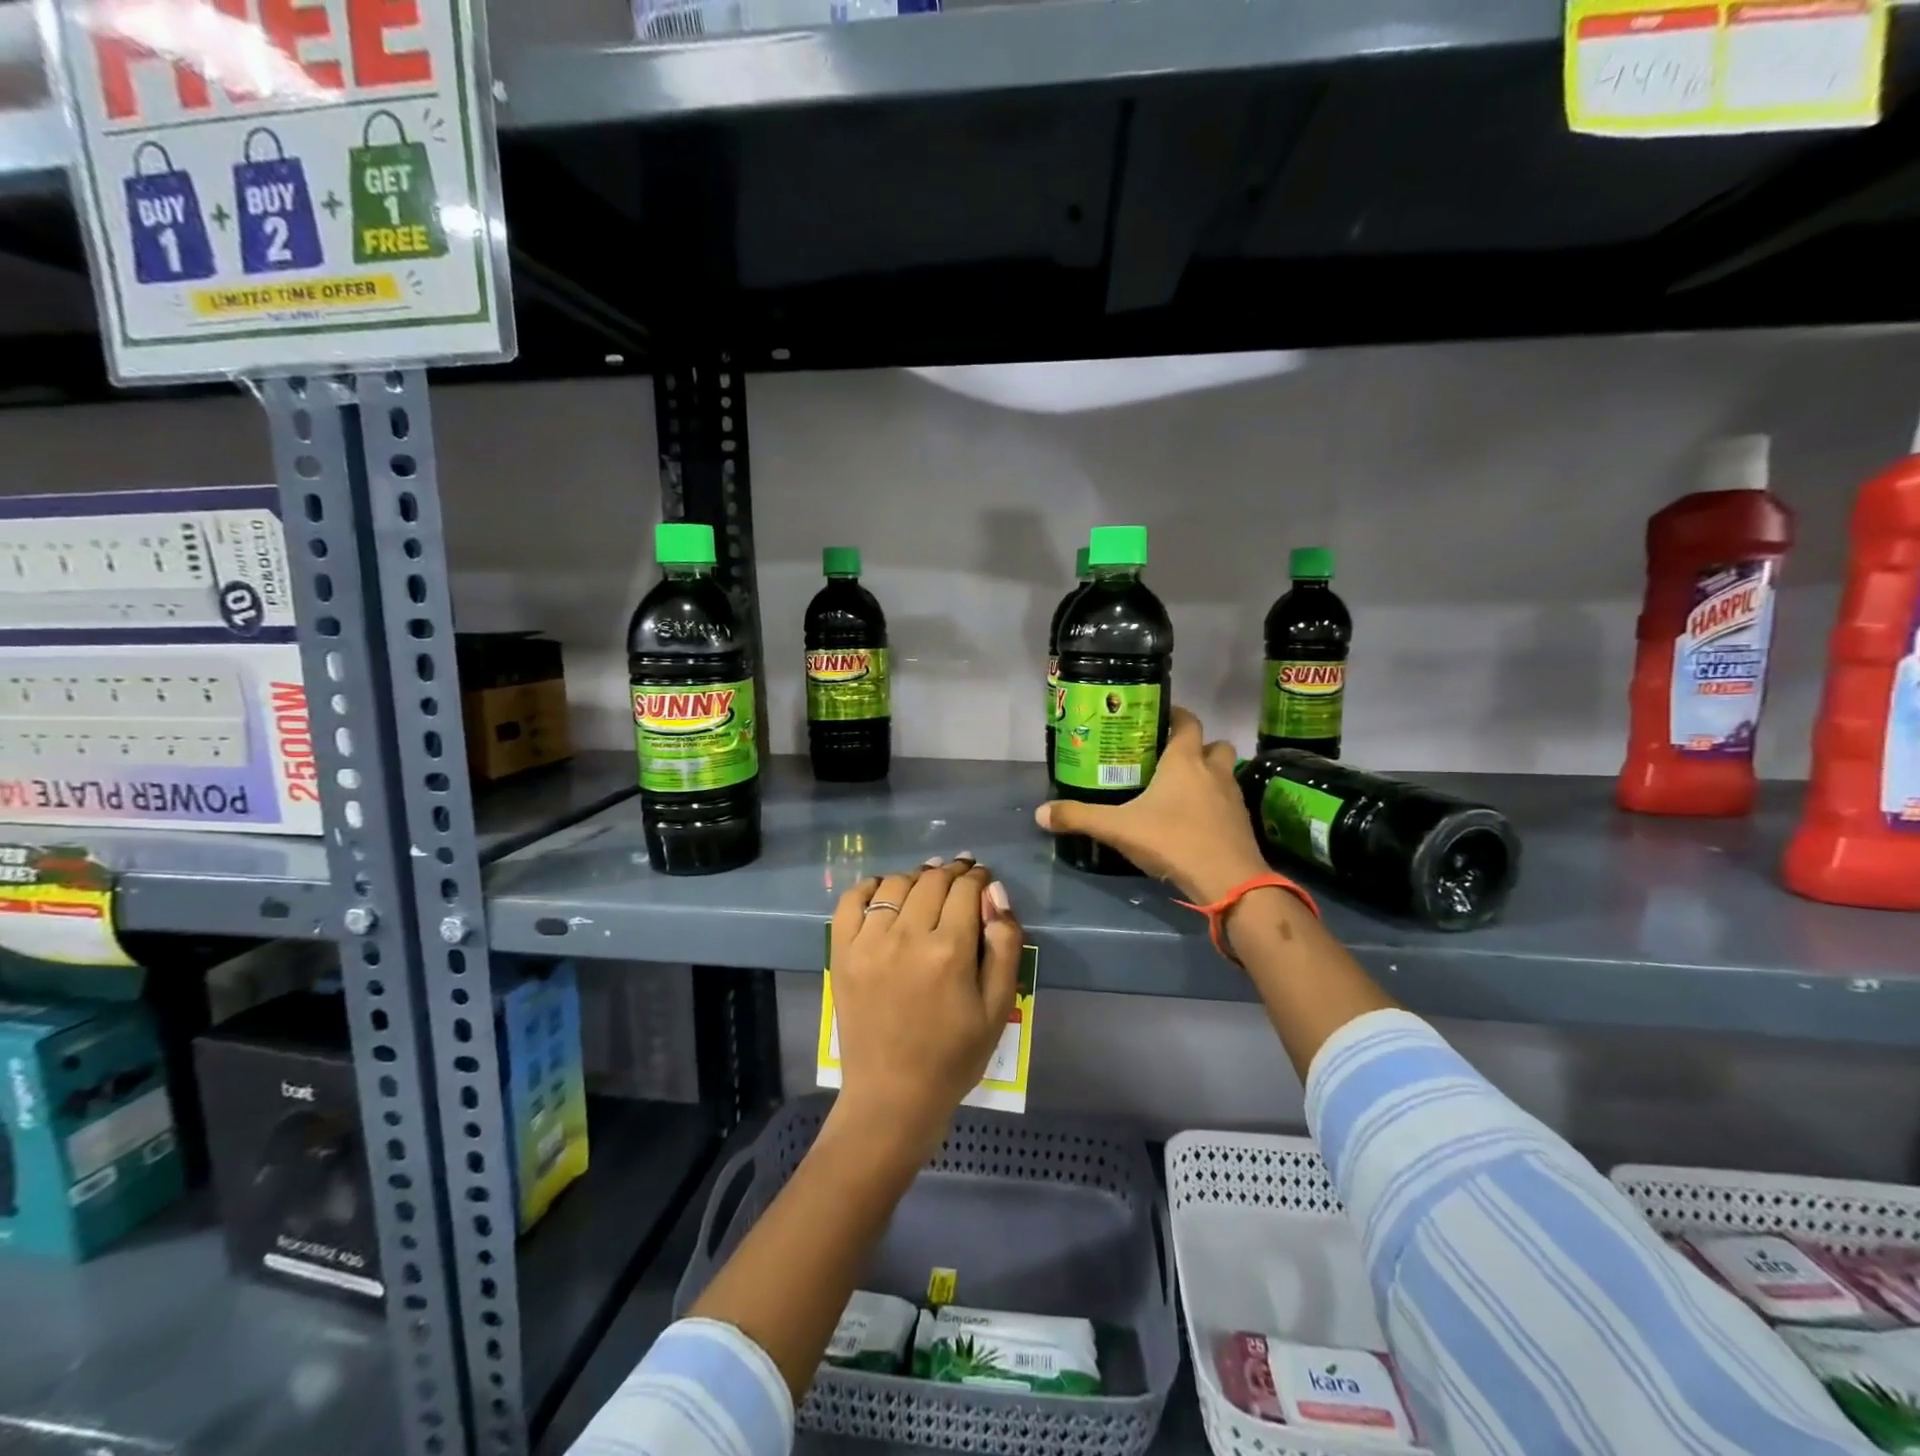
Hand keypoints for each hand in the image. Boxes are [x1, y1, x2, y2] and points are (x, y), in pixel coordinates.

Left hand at [828, 857, 1022, 1161]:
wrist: (893, 1095)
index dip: (977, 877)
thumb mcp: (998, 1007)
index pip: (965, 889)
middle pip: (932, 880)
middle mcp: (907, 937)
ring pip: (895, 884)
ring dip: (916, 878)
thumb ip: (1004, 945)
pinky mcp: (842, 953)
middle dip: (951, 872)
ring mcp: (868, 943)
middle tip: (960, 875)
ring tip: (927, 885)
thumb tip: (994, 893)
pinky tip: (885, 892)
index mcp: (949, 951)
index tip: (981, 877)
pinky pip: (852, 901)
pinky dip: (871, 887)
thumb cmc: (954, 1055)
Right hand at [1035, 706, 1267, 903]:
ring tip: (1179, 789)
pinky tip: (1194, 820)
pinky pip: (1228, 801)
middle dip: (1196, 746)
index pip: (1187, 721)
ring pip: (1223, 772)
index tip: (1157, 719)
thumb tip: (1040, 813)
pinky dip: (1214, 803)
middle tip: (1168, 758)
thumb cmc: (1172, 840)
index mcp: (1184, 760)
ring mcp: (1232, 797)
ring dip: (1207, 774)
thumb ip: (1079, 817)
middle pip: (1213, 744)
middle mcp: (1213, 771)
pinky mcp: (1242, 823)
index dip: (1175, 715)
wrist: (1228, 881)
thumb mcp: (1118, 829)